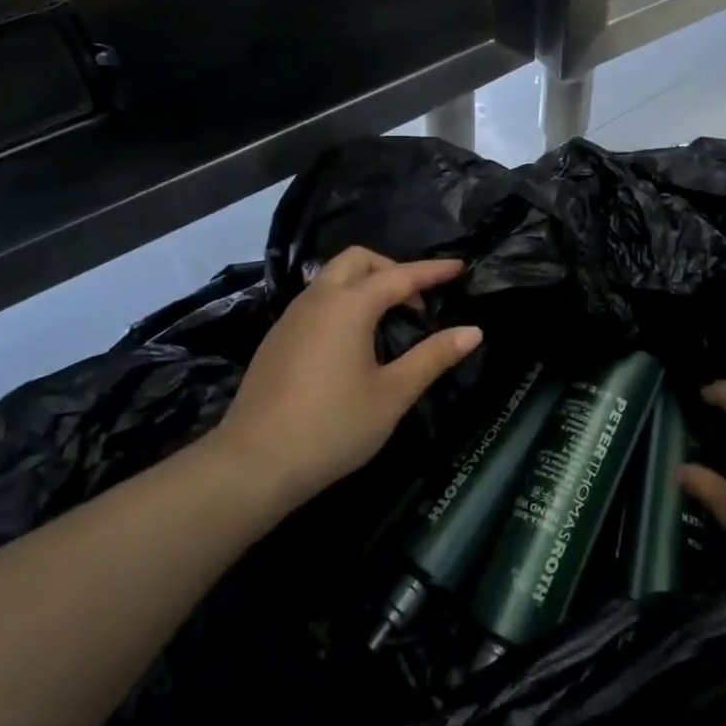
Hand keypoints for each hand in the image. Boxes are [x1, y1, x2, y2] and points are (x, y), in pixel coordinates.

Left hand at [208, 247, 481, 512]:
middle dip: (392, 268)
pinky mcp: (276, 340)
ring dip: (365, 284)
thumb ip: (433, 357)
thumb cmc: (332, 427)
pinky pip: (317, 301)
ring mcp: (291, 318)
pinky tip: (353, 341)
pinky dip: (344, 302)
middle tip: (417, 301)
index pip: (400, 276)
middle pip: (358, 260)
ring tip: (390, 320)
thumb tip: (473, 331)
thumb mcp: (392, 394)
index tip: (459, 267)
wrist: (252, 465)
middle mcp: (318, 299)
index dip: (433, 271)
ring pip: (332, 278)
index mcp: (349, 305)